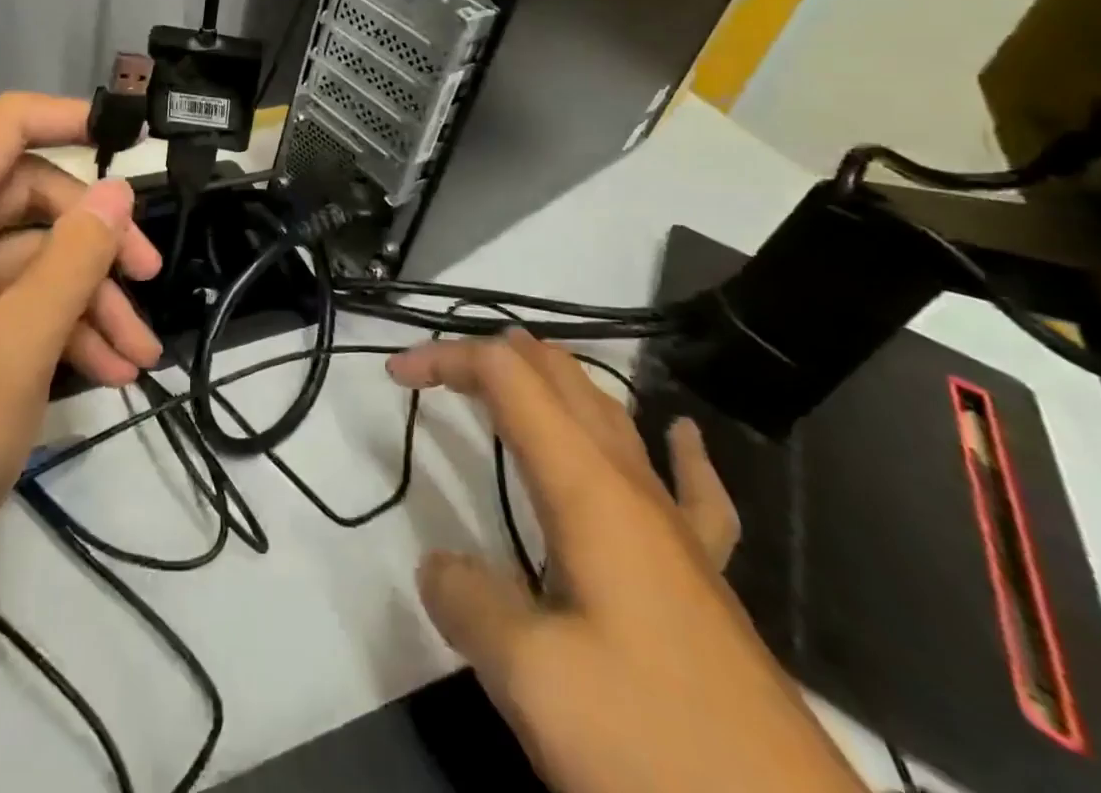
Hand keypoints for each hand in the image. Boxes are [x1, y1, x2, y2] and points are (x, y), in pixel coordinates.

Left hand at [0, 93, 163, 639]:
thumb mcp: (16, 348)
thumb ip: (75, 258)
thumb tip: (118, 192)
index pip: (2, 127)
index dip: (70, 119)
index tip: (133, 138)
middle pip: (26, 199)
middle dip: (94, 241)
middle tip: (151, 278)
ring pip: (27, 260)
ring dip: (87, 298)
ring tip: (140, 355)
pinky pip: (8, 305)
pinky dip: (58, 329)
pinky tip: (109, 374)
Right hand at [387, 332, 865, 792]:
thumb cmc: (654, 744)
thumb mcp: (532, 678)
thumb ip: (469, 602)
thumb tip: (440, 568)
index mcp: (587, 487)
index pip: (507, 378)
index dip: (446, 358)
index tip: (395, 374)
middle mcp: (631, 487)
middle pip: (559, 378)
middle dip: (492, 356)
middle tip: (436, 371)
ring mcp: (676, 529)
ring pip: (610, 414)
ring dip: (553, 380)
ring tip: (514, 371)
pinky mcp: (705, 577)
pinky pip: (692, 487)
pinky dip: (674, 448)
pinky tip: (679, 435)